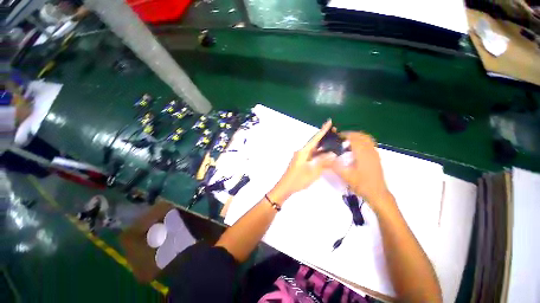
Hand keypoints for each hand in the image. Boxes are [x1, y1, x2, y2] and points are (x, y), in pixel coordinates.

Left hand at [269, 120, 336, 203]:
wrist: (285, 187)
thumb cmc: (298, 179)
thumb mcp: (313, 171)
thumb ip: (323, 161)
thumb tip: (332, 154)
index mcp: (304, 151)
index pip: (315, 138)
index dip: (323, 130)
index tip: (329, 122)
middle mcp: (302, 152)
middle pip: (315, 143)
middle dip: (324, 138)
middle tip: (336, 134)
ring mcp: (301, 157)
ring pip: (314, 150)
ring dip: (322, 147)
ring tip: (333, 144)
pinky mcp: (302, 162)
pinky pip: (312, 156)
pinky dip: (319, 154)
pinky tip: (325, 155)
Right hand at [331, 132, 392, 211]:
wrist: (377, 193)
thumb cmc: (362, 184)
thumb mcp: (346, 175)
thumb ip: (334, 166)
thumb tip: (323, 159)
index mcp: (363, 153)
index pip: (354, 138)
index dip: (345, 135)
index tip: (336, 137)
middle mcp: (370, 151)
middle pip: (361, 136)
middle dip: (350, 134)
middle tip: (340, 139)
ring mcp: (375, 154)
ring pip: (367, 139)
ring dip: (357, 137)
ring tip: (347, 142)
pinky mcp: (376, 157)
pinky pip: (370, 144)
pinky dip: (362, 142)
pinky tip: (355, 149)